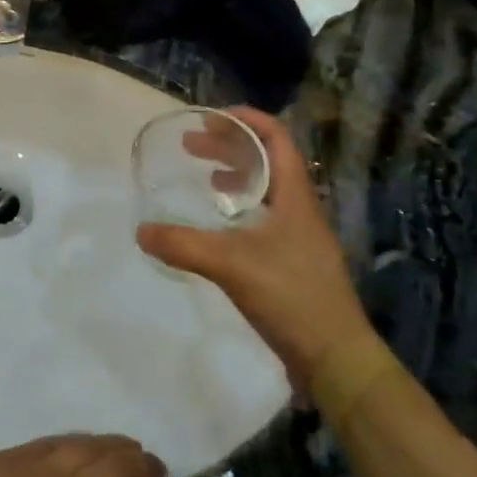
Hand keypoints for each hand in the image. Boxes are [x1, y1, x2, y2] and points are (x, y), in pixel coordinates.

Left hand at [0, 435, 165, 476]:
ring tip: (132, 447)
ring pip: (90, 446)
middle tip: (159, 471)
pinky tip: (86, 442)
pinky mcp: (11, 456)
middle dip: (147, 468)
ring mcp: (38, 471)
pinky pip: (54, 440)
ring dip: (117, 445)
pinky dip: (79, 439)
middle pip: (120, 471)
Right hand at [137, 108, 371, 386]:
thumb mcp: (230, 264)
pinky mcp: (295, 262)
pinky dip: (241, 210)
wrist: (336, 358)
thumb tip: (141, 231)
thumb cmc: (290, 295)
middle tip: (192, 147)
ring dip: (236, 176)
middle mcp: (300, 208)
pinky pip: (265, 218)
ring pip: (267, 190)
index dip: (246, 120)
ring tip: (206, 179)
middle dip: (230, 147)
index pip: (276, 138)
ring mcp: (300, 236)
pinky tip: (221, 228)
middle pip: (268, 160)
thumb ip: (183, 245)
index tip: (211, 118)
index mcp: (294, 195)